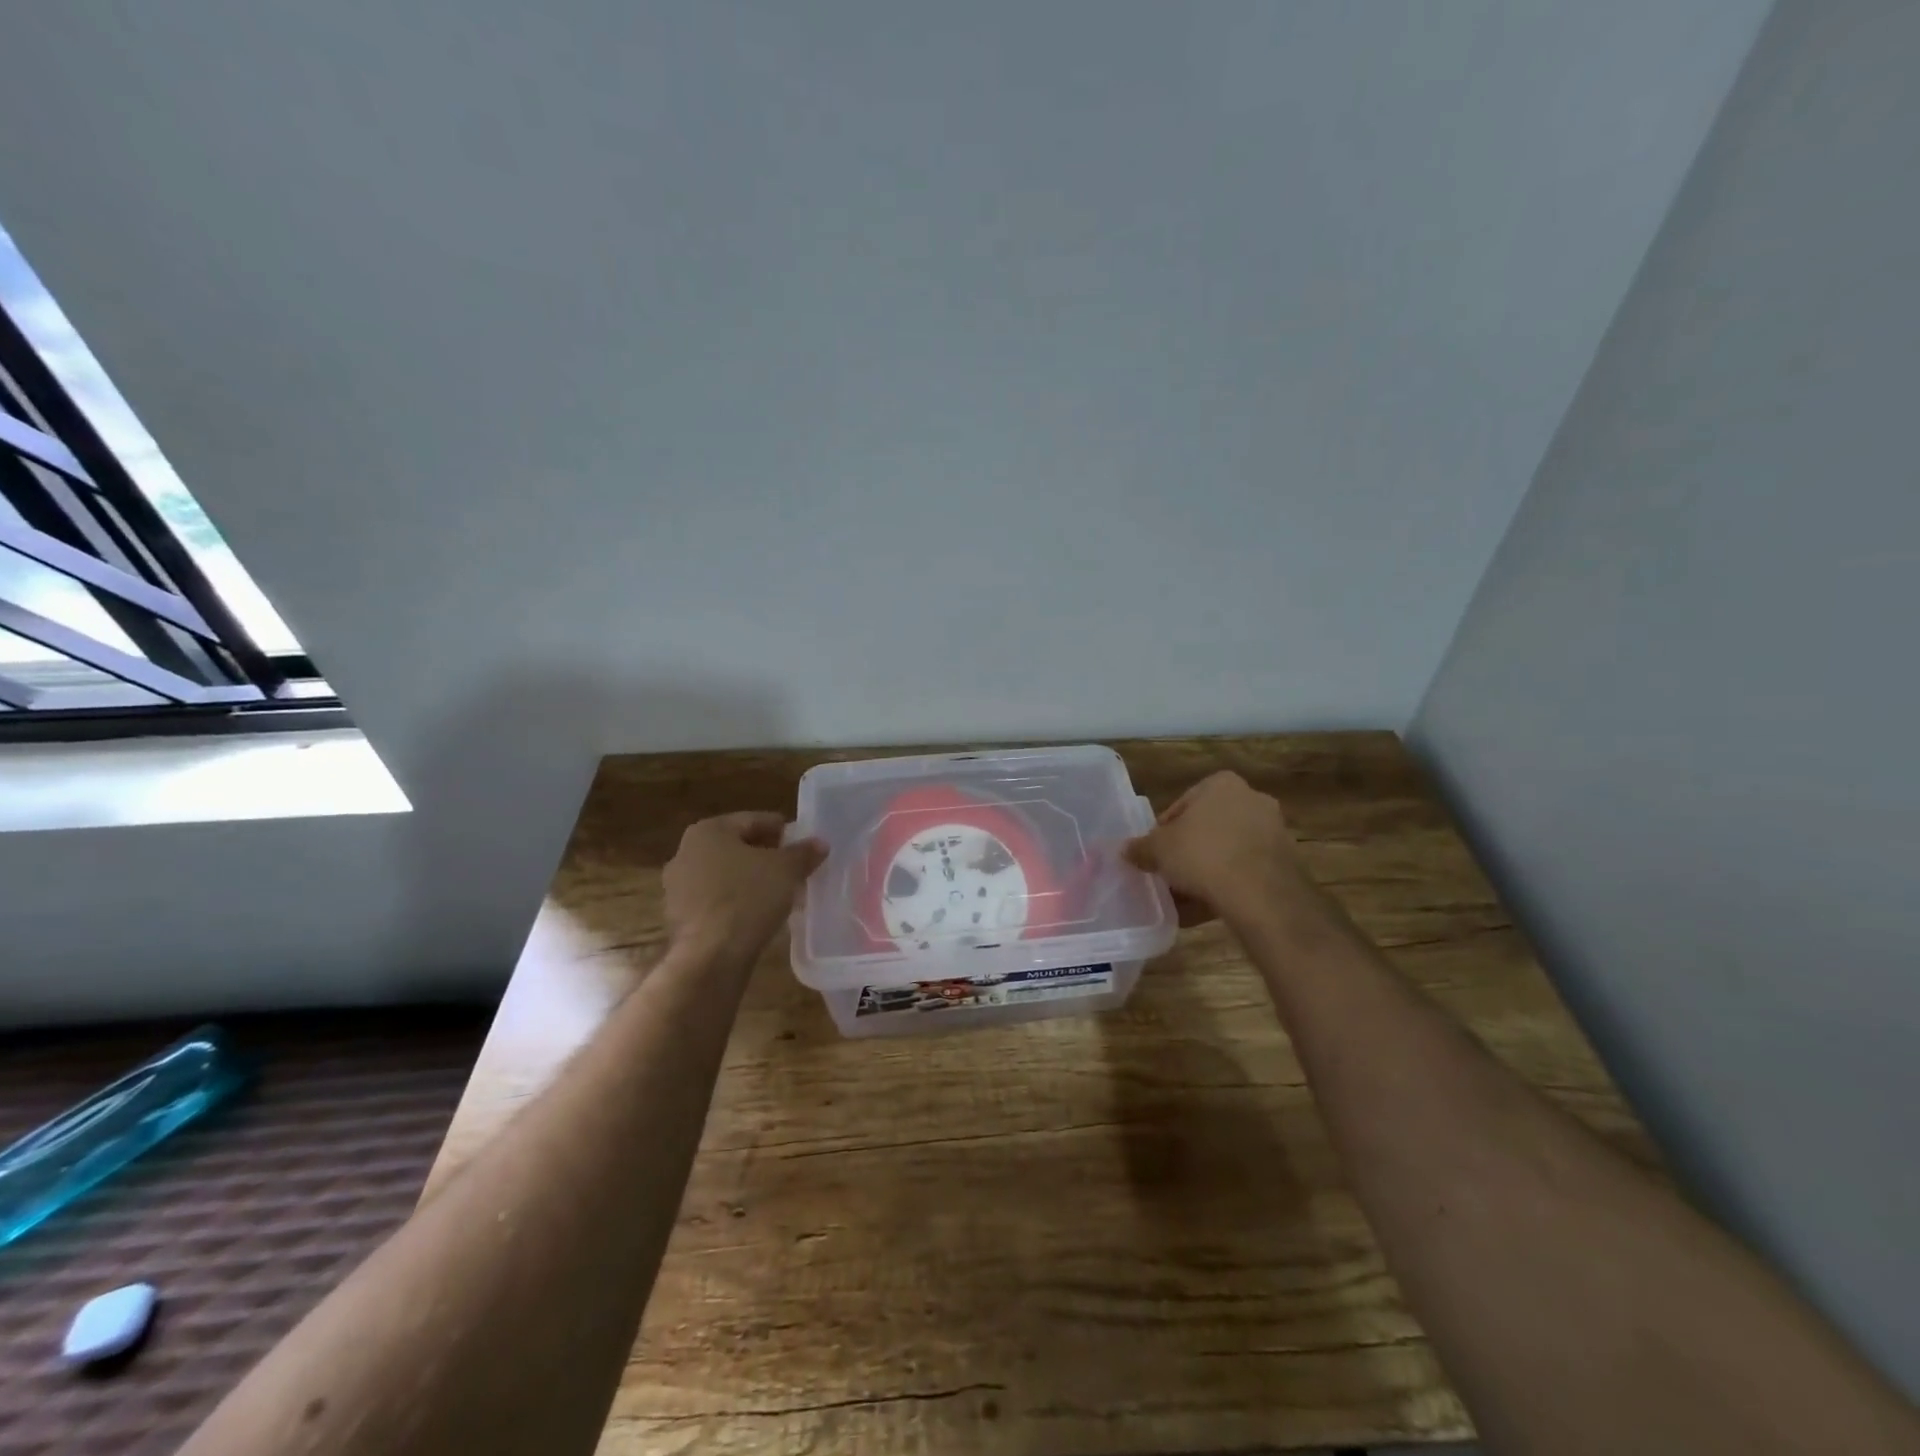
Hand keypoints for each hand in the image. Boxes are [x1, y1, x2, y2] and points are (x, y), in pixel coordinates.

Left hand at [663, 812, 825, 958]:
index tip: (801, 842)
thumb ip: (803, 853)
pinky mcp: (679, 918)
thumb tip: (819, 843)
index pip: (752, 821)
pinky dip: (736, 903)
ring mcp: (678, 888)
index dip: (781, 830)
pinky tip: (758, 914)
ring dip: (750, 880)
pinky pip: (716, 901)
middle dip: (764, 856)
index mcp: (708, 831)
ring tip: (780, 892)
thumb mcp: (787, 870)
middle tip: (793, 867)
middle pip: (736, 847)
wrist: (711, 957)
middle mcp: (685, 853)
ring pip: (724, 876)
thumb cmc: (748, 898)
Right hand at [1124, 772, 1310, 924]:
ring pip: (1229, 849)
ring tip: (1189, 895)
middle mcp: (1252, 798)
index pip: (1182, 805)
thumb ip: (1140, 848)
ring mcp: (1274, 829)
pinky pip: (1248, 870)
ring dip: (1210, 868)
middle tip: (1172, 872)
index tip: (1156, 854)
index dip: (1164, 831)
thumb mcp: (1158, 851)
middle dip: (1190, 849)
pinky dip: (1231, 883)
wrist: (1261, 894)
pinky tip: (1213, 905)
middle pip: (1208, 826)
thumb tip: (1126, 850)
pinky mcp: (1286, 861)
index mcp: (1221, 784)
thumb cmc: (1203, 855)